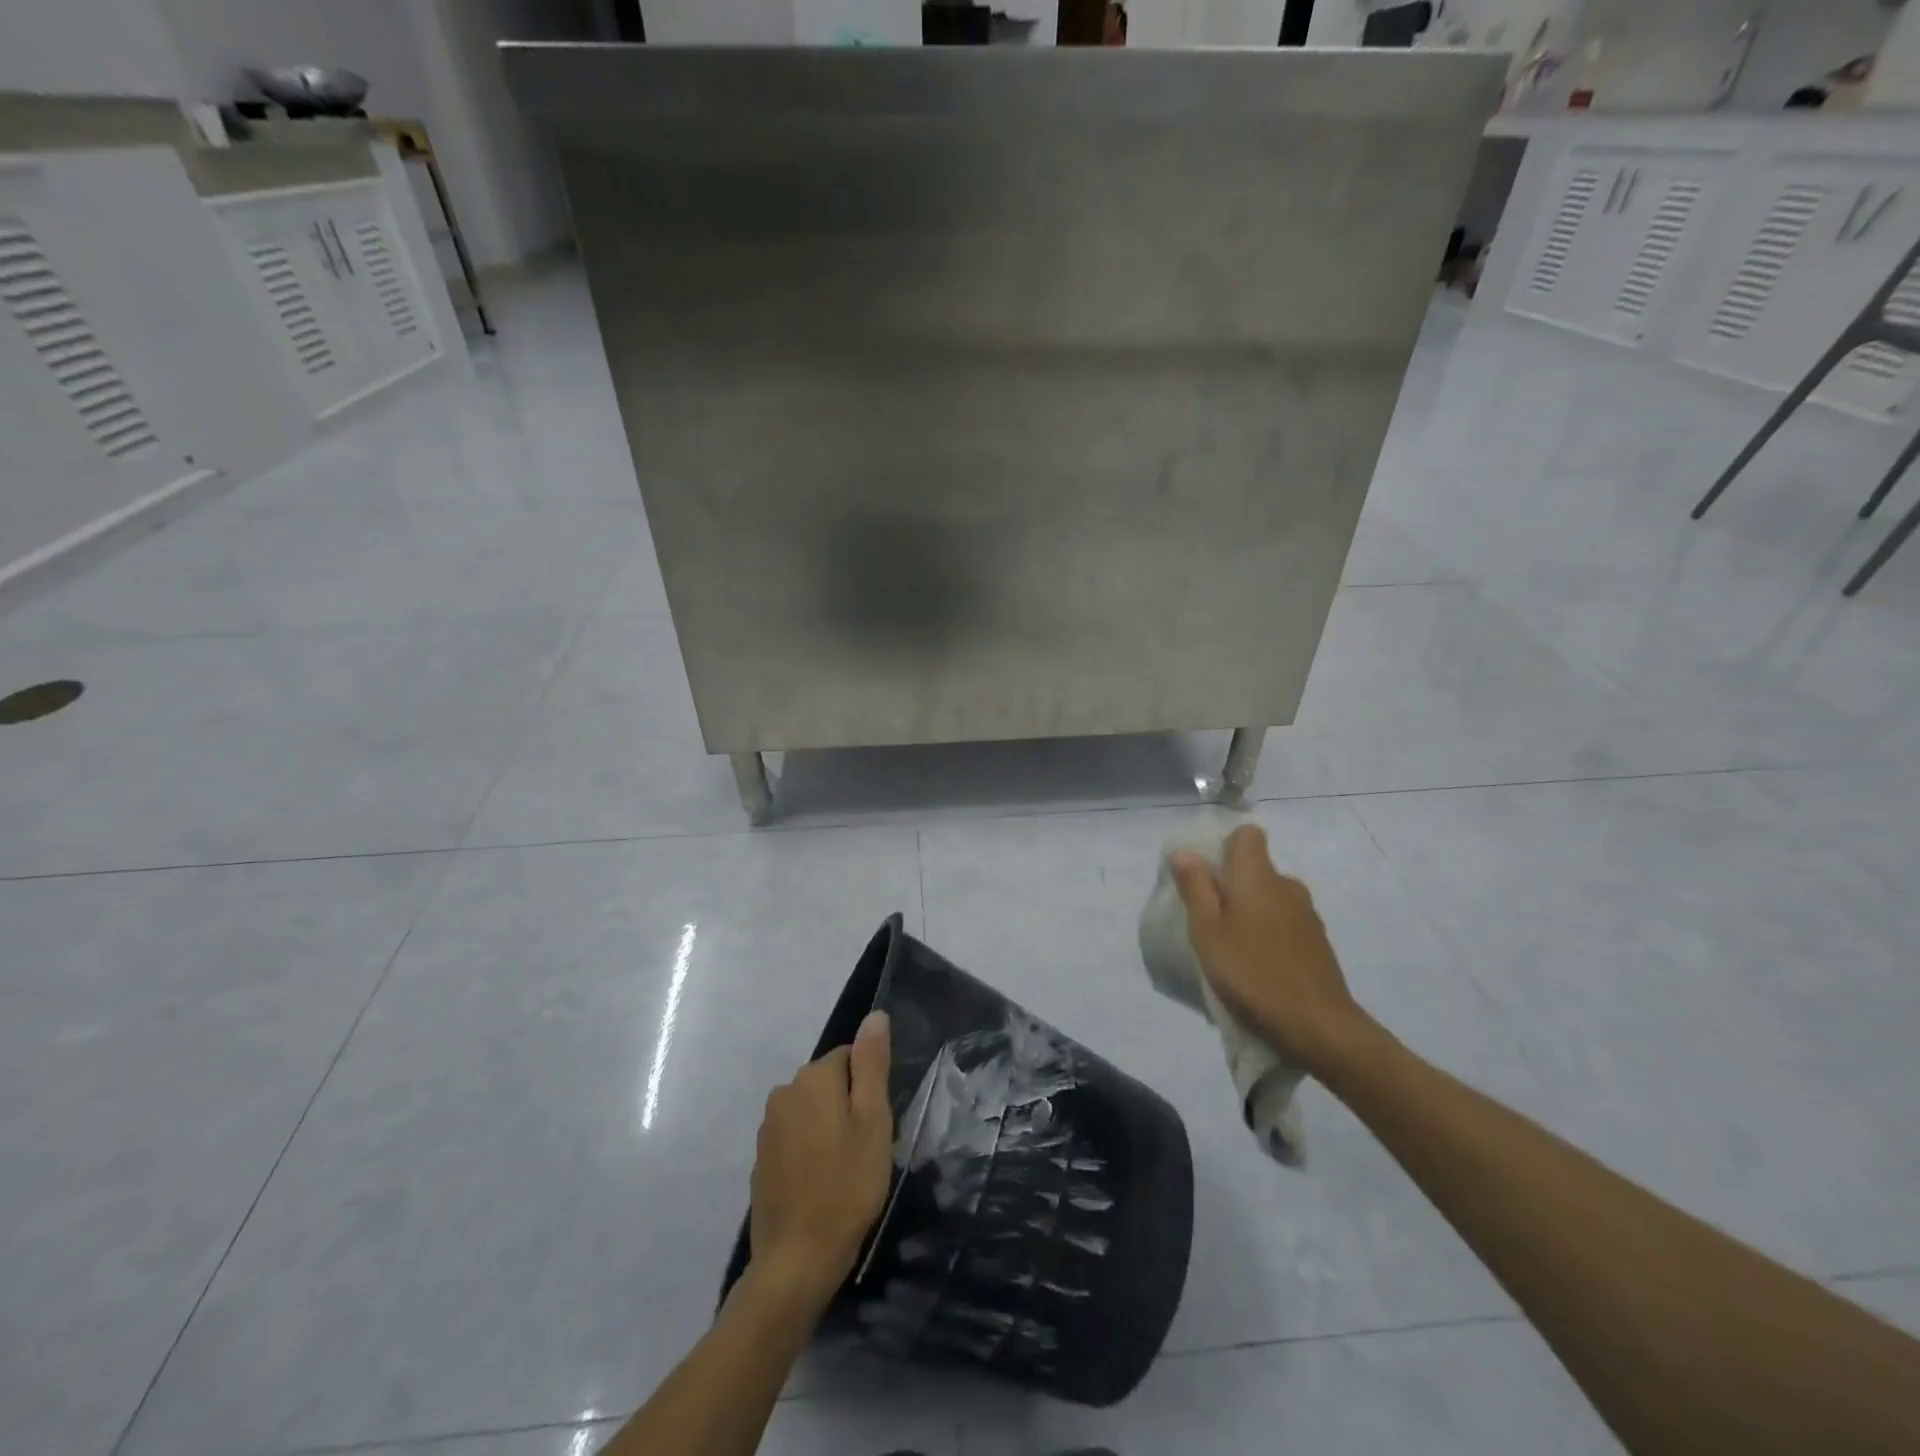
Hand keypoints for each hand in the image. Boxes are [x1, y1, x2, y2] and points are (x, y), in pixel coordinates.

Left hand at [748, 1010, 893, 1309]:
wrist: (796, 1261)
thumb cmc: (846, 1186)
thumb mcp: (873, 1121)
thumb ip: (872, 1064)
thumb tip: (875, 1015)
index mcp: (813, 1078)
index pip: (850, 1057)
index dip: (869, 1088)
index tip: (877, 1124)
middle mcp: (784, 1092)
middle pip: (828, 1082)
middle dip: (848, 1106)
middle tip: (866, 1148)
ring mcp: (768, 1127)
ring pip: (811, 1110)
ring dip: (829, 1128)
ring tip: (846, 1169)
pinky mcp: (761, 1159)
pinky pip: (795, 1138)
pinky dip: (810, 1151)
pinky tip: (822, 1183)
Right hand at [1171, 825, 1370, 1076]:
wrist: (1319, 1026)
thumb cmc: (1252, 972)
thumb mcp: (1207, 932)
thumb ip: (1196, 888)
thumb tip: (1185, 852)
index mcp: (1258, 876)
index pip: (1247, 835)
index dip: (1225, 847)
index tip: (1207, 876)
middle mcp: (1287, 885)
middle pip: (1256, 869)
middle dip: (1232, 886)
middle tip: (1209, 921)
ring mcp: (1307, 915)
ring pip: (1270, 898)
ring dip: (1251, 913)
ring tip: (1232, 950)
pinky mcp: (1318, 943)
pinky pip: (1284, 924)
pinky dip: (1269, 935)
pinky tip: (1258, 967)